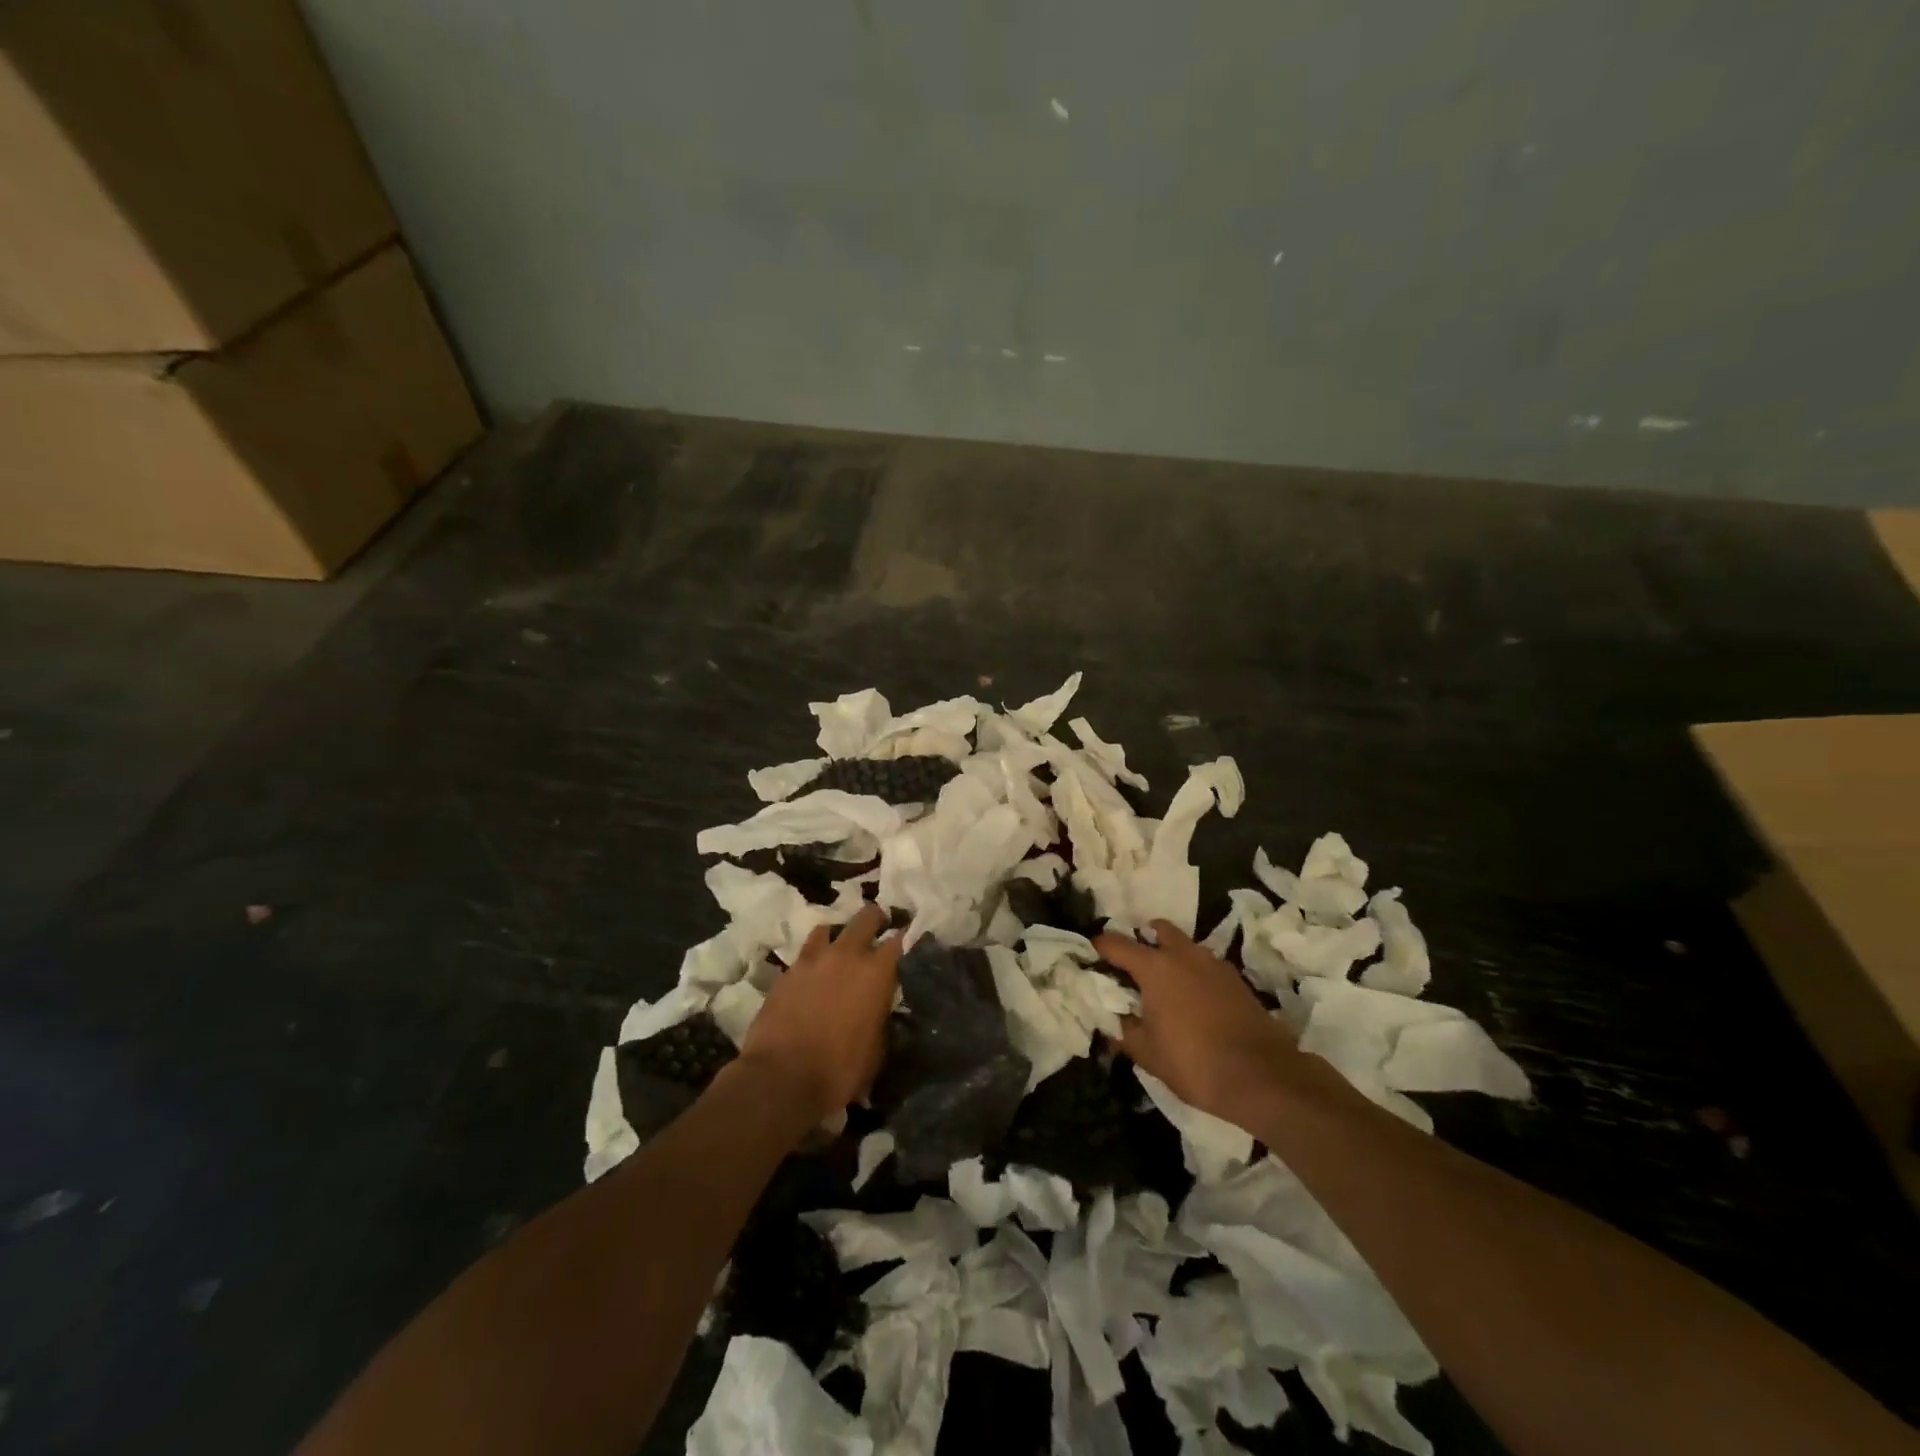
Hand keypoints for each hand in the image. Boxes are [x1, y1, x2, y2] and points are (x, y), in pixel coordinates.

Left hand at [737, 905, 901, 1124]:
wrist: (781, 1079)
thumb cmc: (839, 1070)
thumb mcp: (877, 1049)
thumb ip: (881, 1017)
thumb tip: (880, 1008)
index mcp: (876, 972)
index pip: (900, 940)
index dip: (907, 937)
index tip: (911, 938)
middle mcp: (846, 955)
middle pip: (866, 918)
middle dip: (876, 919)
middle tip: (880, 928)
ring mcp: (812, 960)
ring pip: (829, 929)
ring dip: (838, 935)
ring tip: (840, 949)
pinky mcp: (786, 973)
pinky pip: (804, 955)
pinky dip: (812, 960)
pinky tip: (812, 975)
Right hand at [1096, 920, 1301, 1125]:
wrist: (1263, 1076)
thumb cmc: (1194, 1062)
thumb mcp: (1147, 1053)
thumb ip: (1124, 1031)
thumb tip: (1111, 1020)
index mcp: (1155, 967)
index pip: (1117, 944)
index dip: (1100, 946)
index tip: (1091, 952)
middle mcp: (1184, 955)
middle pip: (1159, 930)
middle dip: (1143, 939)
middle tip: (1133, 964)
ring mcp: (1214, 964)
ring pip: (1186, 946)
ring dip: (1172, 954)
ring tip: (1164, 983)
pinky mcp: (1237, 980)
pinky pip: (1206, 965)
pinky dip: (1194, 972)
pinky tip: (1193, 999)